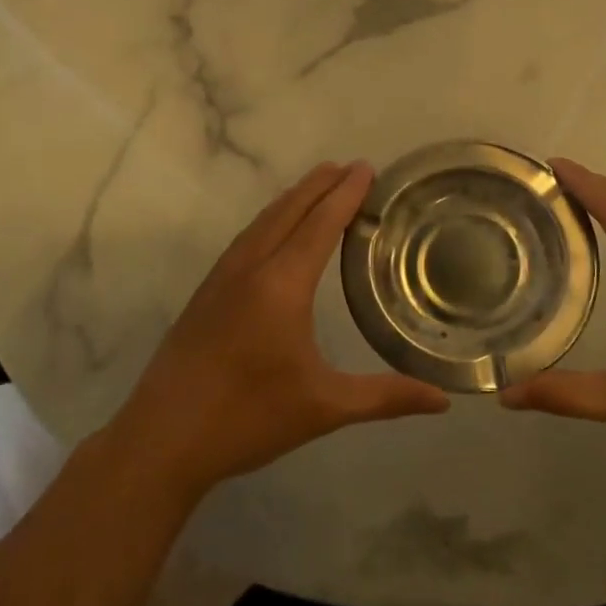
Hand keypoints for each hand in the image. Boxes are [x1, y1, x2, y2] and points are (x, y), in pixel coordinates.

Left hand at [106, 161, 450, 501]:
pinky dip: (269, 220)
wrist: (162, 438)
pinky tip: (273, 232)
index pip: (320, 224)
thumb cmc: (248, 418)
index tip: (365, 168)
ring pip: (262, 222)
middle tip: (348, 166)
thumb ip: (386, 397)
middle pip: (288, 211)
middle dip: (319, 185)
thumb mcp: (324, 407)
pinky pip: (245, 239)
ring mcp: (221, 278)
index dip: (345, 194)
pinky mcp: (205, 294)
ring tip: (316, 186)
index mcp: (282, 285)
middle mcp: (250, 269)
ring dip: (292, 199)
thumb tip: (443, 401)